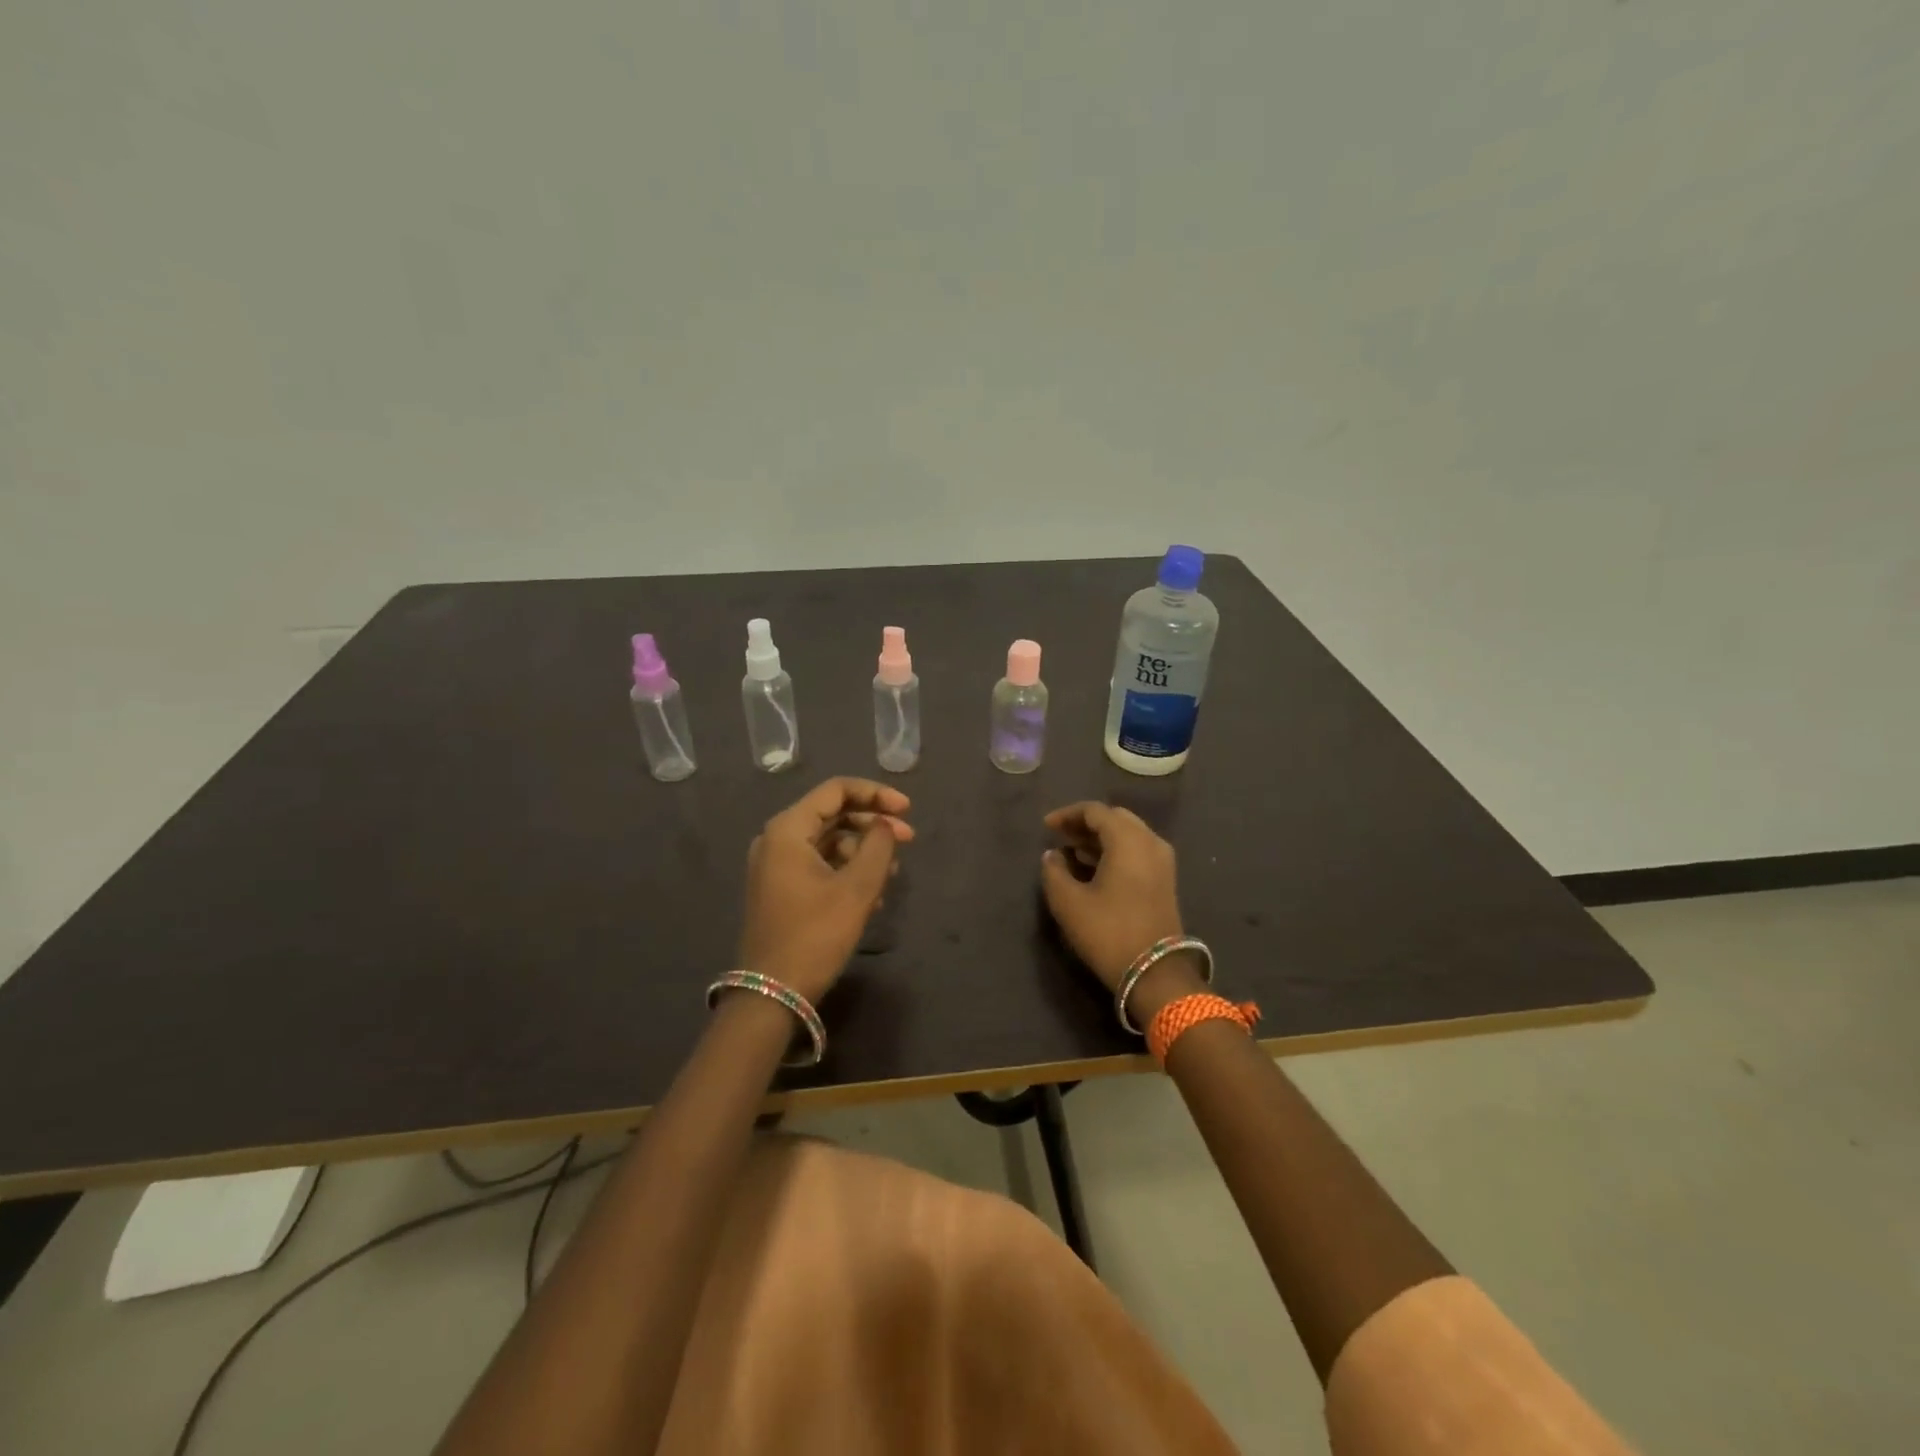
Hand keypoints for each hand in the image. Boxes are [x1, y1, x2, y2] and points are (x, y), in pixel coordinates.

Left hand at [737, 778, 912, 1005]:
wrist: (772, 994)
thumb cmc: (815, 934)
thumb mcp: (856, 889)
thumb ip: (878, 846)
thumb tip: (886, 824)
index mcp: (788, 829)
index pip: (836, 790)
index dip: (876, 794)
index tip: (908, 809)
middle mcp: (776, 839)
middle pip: (832, 814)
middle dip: (873, 824)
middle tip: (908, 839)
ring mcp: (775, 865)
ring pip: (828, 841)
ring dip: (863, 851)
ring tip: (892, 874)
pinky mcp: (780, 888)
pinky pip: (819, 864)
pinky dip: (847, 870)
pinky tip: (873, 893)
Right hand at [1040, 802, 1201, 1020]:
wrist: (1155, 973)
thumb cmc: (1108, 932)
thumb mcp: (1069, 902)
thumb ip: (1054, 871)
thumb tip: (1053, 855)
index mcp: (1128, 839)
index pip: (1095, 811)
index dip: (1067, 814)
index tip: (1046, 827)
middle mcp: (1150, 841)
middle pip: (1115, 818)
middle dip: (1085, 823)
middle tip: (1060, 836)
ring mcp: (1162, 861)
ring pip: (1128, 834)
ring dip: (1100, 838)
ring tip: (1071, 851)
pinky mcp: (1165, 880)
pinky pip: (1137, 850)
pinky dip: (1114, 851)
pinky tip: (1094, 866)